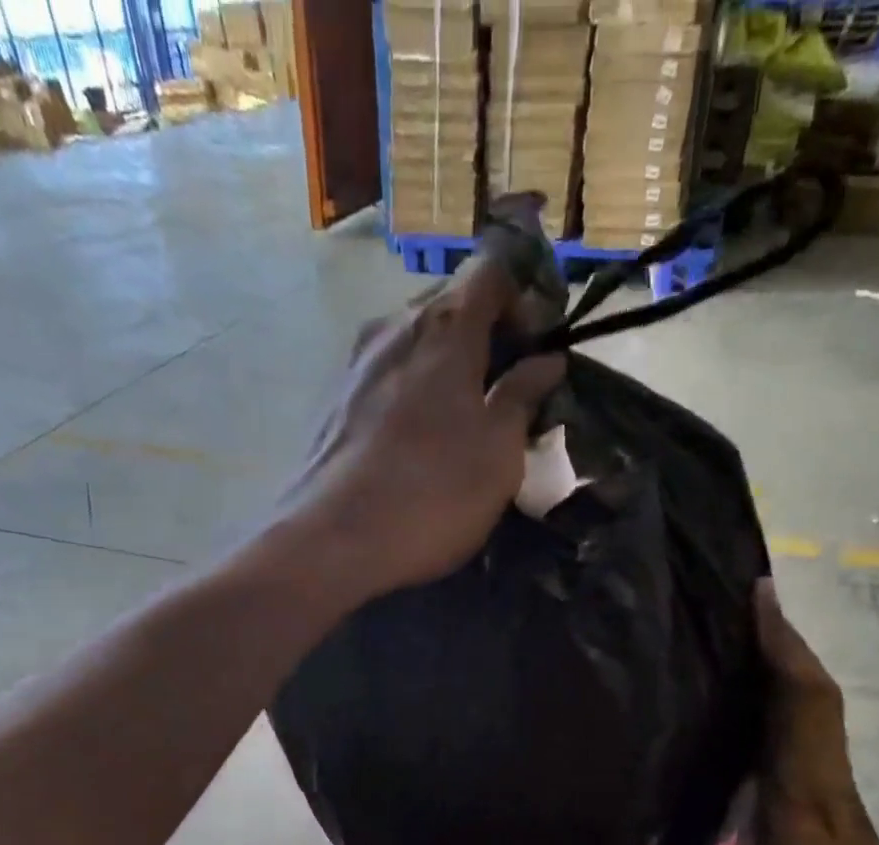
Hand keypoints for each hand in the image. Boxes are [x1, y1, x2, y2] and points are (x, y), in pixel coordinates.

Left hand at [285, 254, 565, 596]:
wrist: (332, 541)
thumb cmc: (432, 495)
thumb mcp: (498, 453)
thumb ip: (522, 397)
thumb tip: (546, 361)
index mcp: (444, 327)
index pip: (492, 269)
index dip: (525, 295)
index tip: (539, 343)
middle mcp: (394, 327)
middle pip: (450, 304)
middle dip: (487, 333)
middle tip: (509, 387)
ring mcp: (356, 362)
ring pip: (415, 341)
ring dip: (447, 365)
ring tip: (466, 417)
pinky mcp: (334, 400)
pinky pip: (387, 374)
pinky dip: (414, 388)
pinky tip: (421, 437)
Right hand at [560, 579, 878, 844]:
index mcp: (803, 797)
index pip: (801, 702)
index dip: (782, 645)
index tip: (762, 594)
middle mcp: (829, 783)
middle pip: (817, 695)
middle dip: (785, 642)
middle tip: (748, 600)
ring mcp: (840, 796)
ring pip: (823, 714)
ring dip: (792, 670)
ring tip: (750, 638)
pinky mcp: (840, 810)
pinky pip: (819, 737)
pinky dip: (795, 704)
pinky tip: (762, 708)